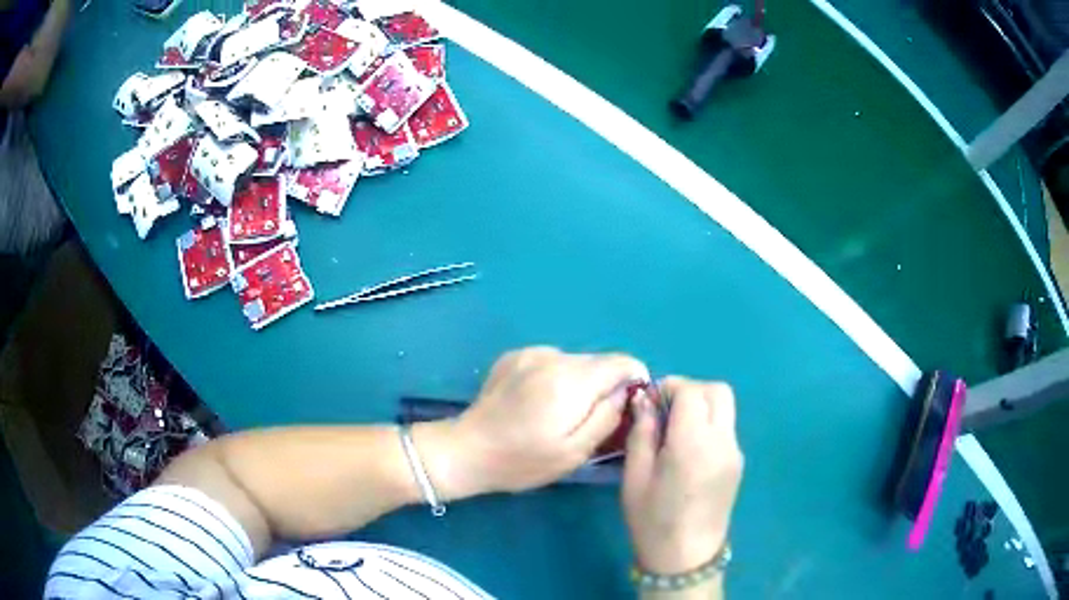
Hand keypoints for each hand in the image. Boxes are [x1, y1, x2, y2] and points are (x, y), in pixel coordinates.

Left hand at [450, 347, 648, 493]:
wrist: (467, 450)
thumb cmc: (523, 460)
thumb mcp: (574, 452)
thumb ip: (607, 417)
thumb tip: (626, 391)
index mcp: (571, 381)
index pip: (622, 361)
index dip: (634, 380)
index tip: (627, 406)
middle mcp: (553, 357)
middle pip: (599, 361)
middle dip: (605, 386)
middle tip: (590, 419)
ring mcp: (530, 353)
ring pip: (575, 362)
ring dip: (579, 383)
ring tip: (559, 414)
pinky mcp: (514, 356)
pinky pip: (551, 361)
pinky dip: (556, 378)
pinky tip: (536, 403)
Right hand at [622, 377, 742, 574]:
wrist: (686, 557)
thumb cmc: (653, 521)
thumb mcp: (635, 477)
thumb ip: (642, 433)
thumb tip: (645, 400)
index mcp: (693, 444)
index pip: (691, 391)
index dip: (669, 386)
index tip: (649, 401)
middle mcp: (722, 441)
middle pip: (717, 391)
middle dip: (690, 390)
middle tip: (665, 410)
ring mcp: (735, 452)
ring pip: (725, 407)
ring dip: (701, 406)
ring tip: (675, 431)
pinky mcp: (738, 463)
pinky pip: (726, 428)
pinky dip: (708, 424)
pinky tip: (688, 450)